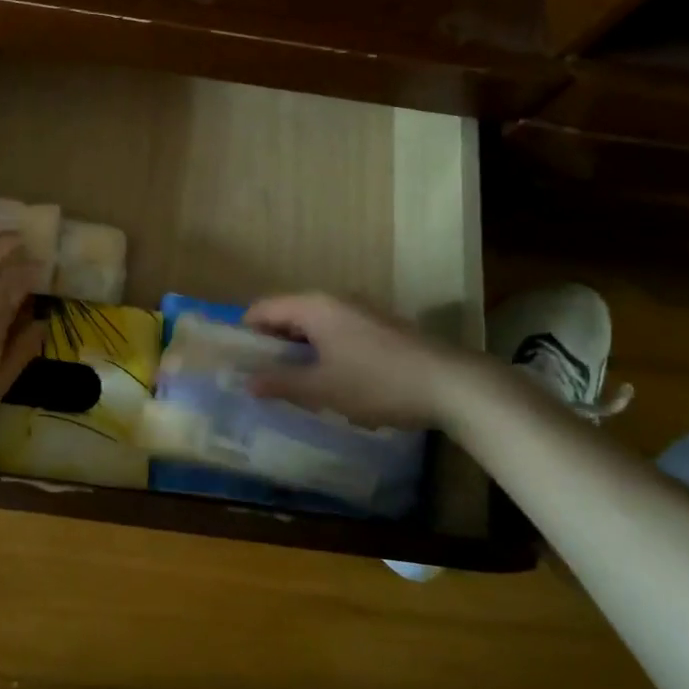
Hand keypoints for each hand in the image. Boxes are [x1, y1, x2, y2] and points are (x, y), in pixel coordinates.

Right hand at [243, 293, 474, 427]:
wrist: (451, 384)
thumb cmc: (377, 382)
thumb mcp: (323, 389)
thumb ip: (282, 383)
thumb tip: (247, 382)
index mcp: (314, 307)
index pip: (263, 308)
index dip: (245, 332)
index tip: (237, 361)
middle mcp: (335, 299)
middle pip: (288, 313)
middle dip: (271, 342)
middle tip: (261, 375)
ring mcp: (361, 310)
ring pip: (315, 324)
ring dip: (299, 348)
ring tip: (292, 381)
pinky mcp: (381, 326)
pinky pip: (337, 331)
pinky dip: (324, 349)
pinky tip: (331, 379)